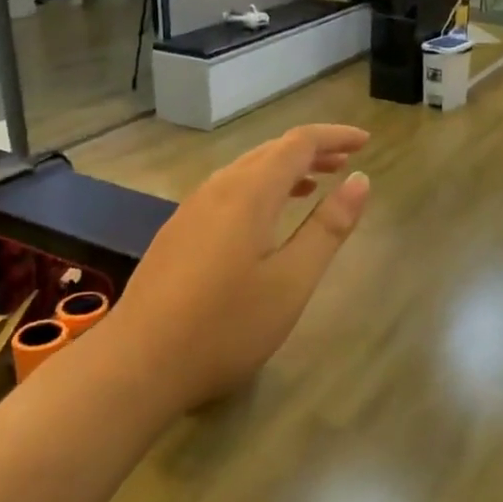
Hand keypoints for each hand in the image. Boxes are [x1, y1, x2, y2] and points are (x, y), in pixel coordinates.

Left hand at [104, 125, 370, 407]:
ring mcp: (191, 209)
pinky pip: (228, 190)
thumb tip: (360, 180)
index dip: (334, 137)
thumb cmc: (225, 326)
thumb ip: (328, 228)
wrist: (137, 363)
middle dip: (312, 151)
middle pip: (270, 151)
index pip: (298, 143)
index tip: (365, 141)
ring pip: (246, 170)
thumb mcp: (292, 281)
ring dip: (284, 169)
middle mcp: (218, 188)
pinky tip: (266, 217)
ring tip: (315, 184)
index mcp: (249, 193)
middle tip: (347, 162)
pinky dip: (260, 188)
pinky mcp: (178, 232)